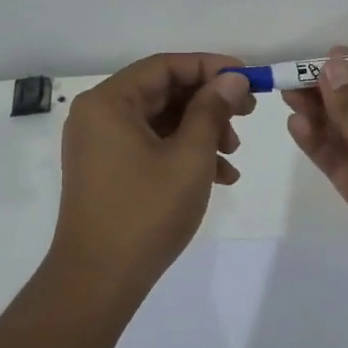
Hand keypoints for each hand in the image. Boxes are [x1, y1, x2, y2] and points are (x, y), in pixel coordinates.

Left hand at [51, 53, 256, 292]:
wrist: (99, 281)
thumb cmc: (146, 212)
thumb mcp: (190, 156)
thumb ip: (212, 110)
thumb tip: (232, 78)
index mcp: (109, 102)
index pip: (165, 66)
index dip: (210, 67)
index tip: (247, 78)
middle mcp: (99, 115)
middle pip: (163, 91)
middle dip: (209, 103)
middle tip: (248, 114)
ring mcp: (101, 144)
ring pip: (161, 120)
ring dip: (202, 130)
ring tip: (234, 154)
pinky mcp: (108, 169)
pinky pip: (151, 145)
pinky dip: (184, 153)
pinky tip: (220, 175)